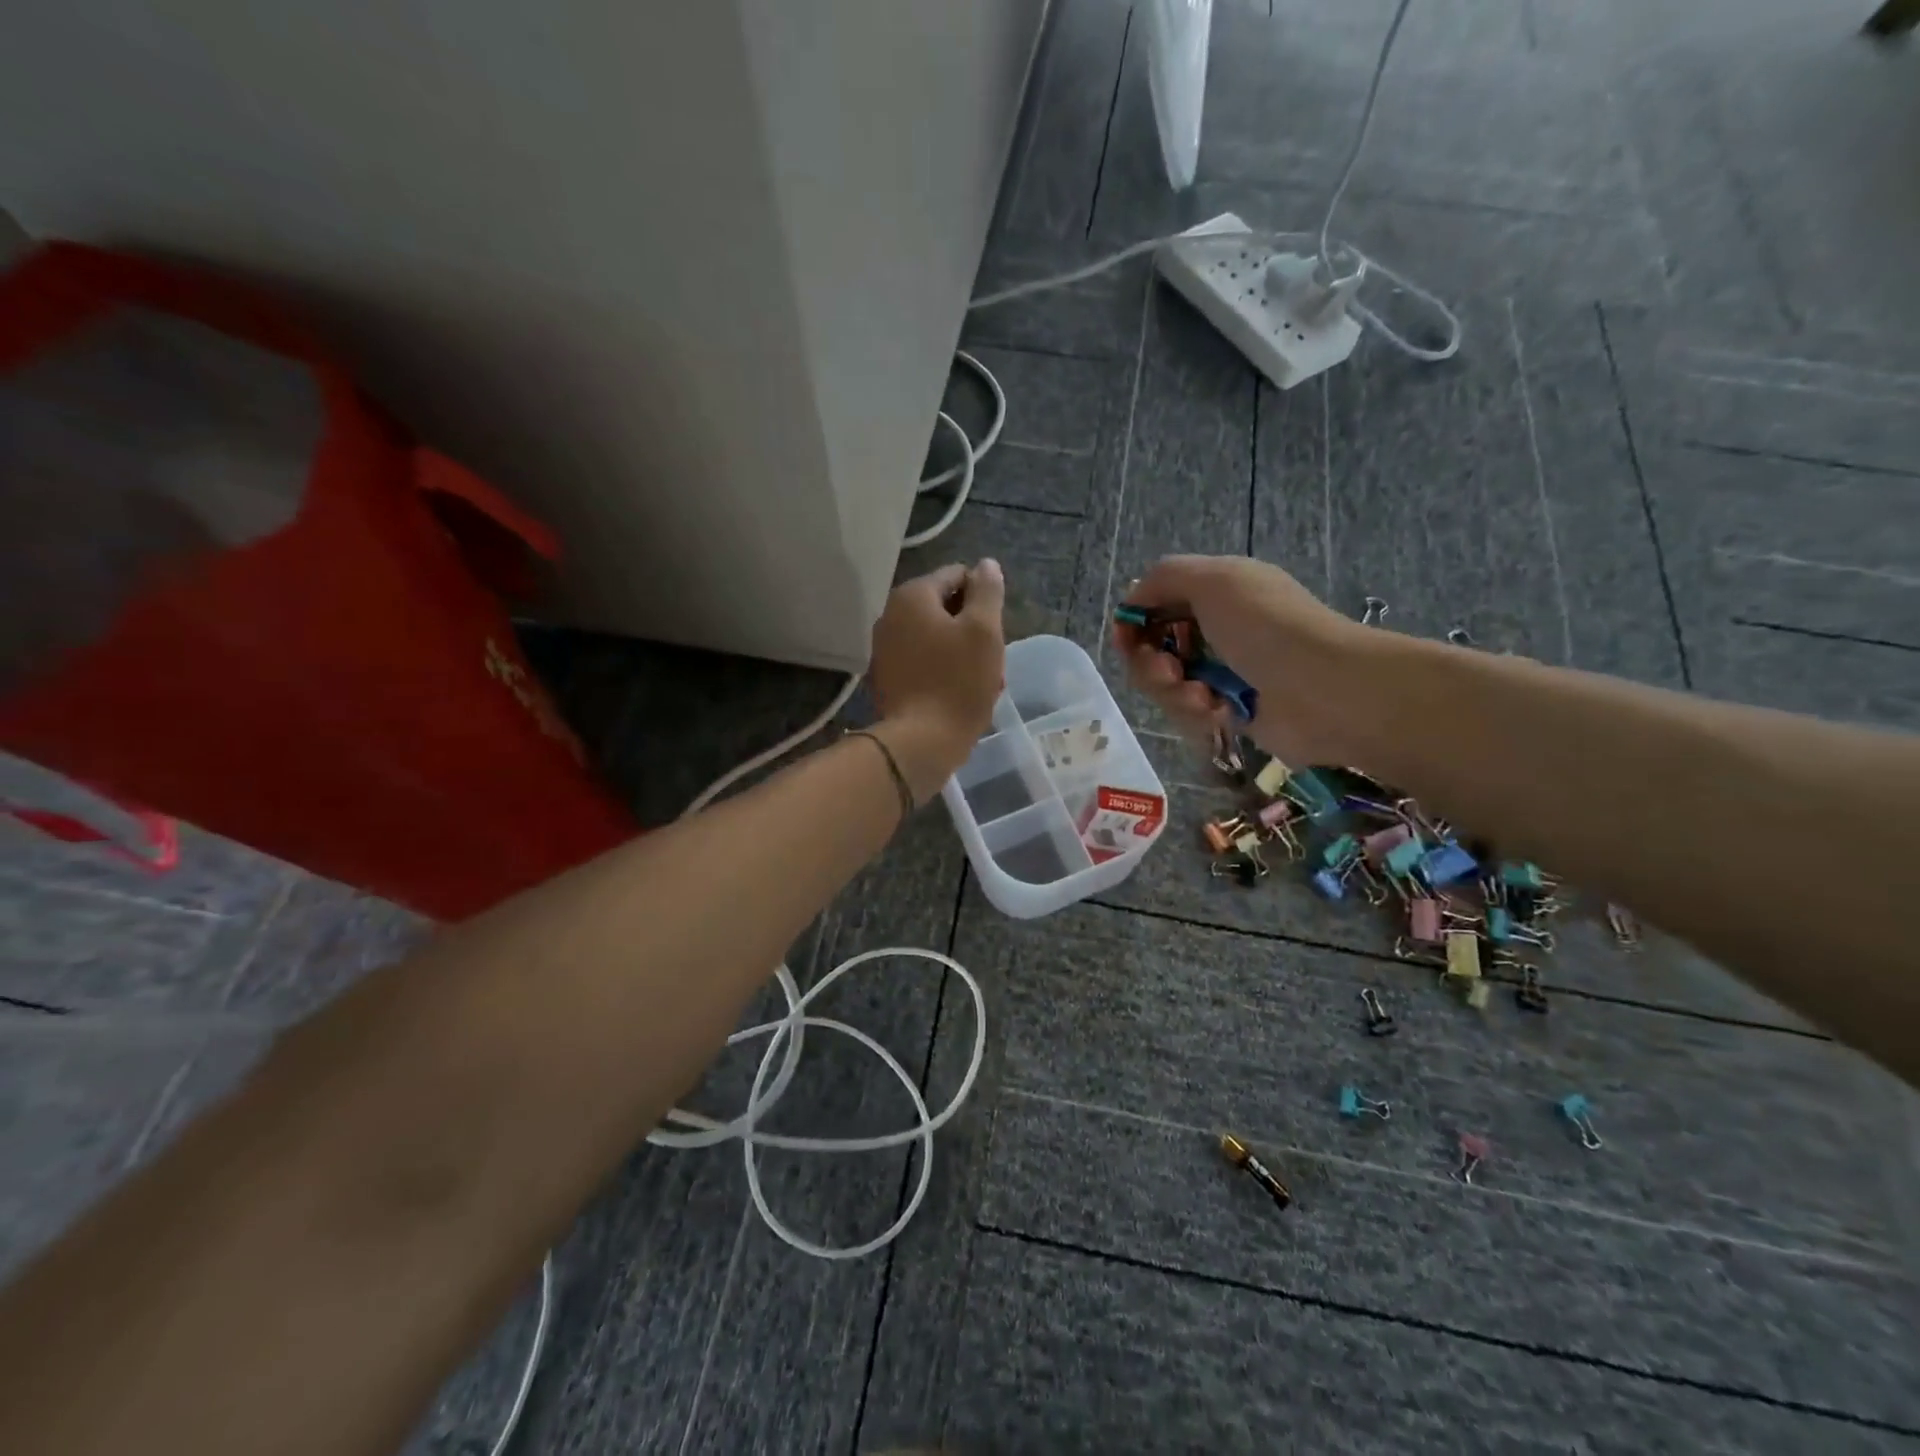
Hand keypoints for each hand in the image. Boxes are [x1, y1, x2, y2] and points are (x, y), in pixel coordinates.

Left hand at [870, 560, 1005, 800]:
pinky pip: (922, 663)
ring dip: (961, 654)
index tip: (995, 632)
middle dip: (972, 631)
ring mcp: (884, 649)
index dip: (983, 599)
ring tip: (981, 684)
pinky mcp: (886, 678)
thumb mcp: (984, 631)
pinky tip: (958, 695)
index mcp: (912, 596)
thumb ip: (987, 592)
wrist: (920, 742)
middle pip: (945, 609)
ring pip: (936, 639)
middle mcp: (890, 615)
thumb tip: (986, 564)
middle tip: (992, 661)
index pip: (957, 576)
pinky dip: (942, 671)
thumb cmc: (958, 681)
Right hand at [1112, 555, 1372, 767]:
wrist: (1324, 690)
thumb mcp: (1214, 580)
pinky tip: (1221, 711)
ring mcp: (1223, 672)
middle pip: (1154, 649)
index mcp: (1216, 592)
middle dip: (1151, 664)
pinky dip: (1199, 712)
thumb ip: (1163, 578)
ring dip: (1174, 692)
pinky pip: (1189, 713)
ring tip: (1203, 697)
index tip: (1126, 640)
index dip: (1134, 622)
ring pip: (1167, 686)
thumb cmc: (1267, 626)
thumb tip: (1132, 601)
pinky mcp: (1228, 710)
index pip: (1155, 604)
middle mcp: (1217, 630)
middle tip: (1169, 671)